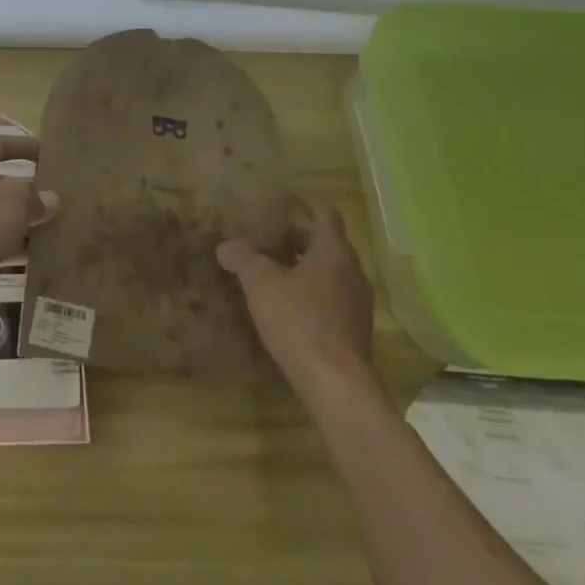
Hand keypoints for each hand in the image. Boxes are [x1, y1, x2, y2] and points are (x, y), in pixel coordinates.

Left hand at [0, 134, 59, 305]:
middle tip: (60, 194)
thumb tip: (50, 200)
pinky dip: (18, 243)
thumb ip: (35, 195)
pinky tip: (43, 250)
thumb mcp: (14, 200)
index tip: (50, 152)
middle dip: (29, 189)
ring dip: (26, 219)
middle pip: (0, 182)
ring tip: (58, 222)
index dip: (25, 145)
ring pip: (1, 214)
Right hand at [217, 198, 376, 393]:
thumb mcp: (261, 284)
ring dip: (306, 265)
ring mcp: (358, 303)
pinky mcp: (354, 329)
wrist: (336, 385)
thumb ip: (244, 258)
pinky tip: (289, 303)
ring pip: (331, 272)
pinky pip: (332, 297)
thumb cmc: (300, 322)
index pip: (325, 214)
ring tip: (275, 267)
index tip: (286, 199)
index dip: (306, 203)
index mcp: (334, 252)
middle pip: (329, 243)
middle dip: (301, 235)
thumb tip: (227, 245)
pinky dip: (312, 290)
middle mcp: (353, 272)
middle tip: (271, 232)